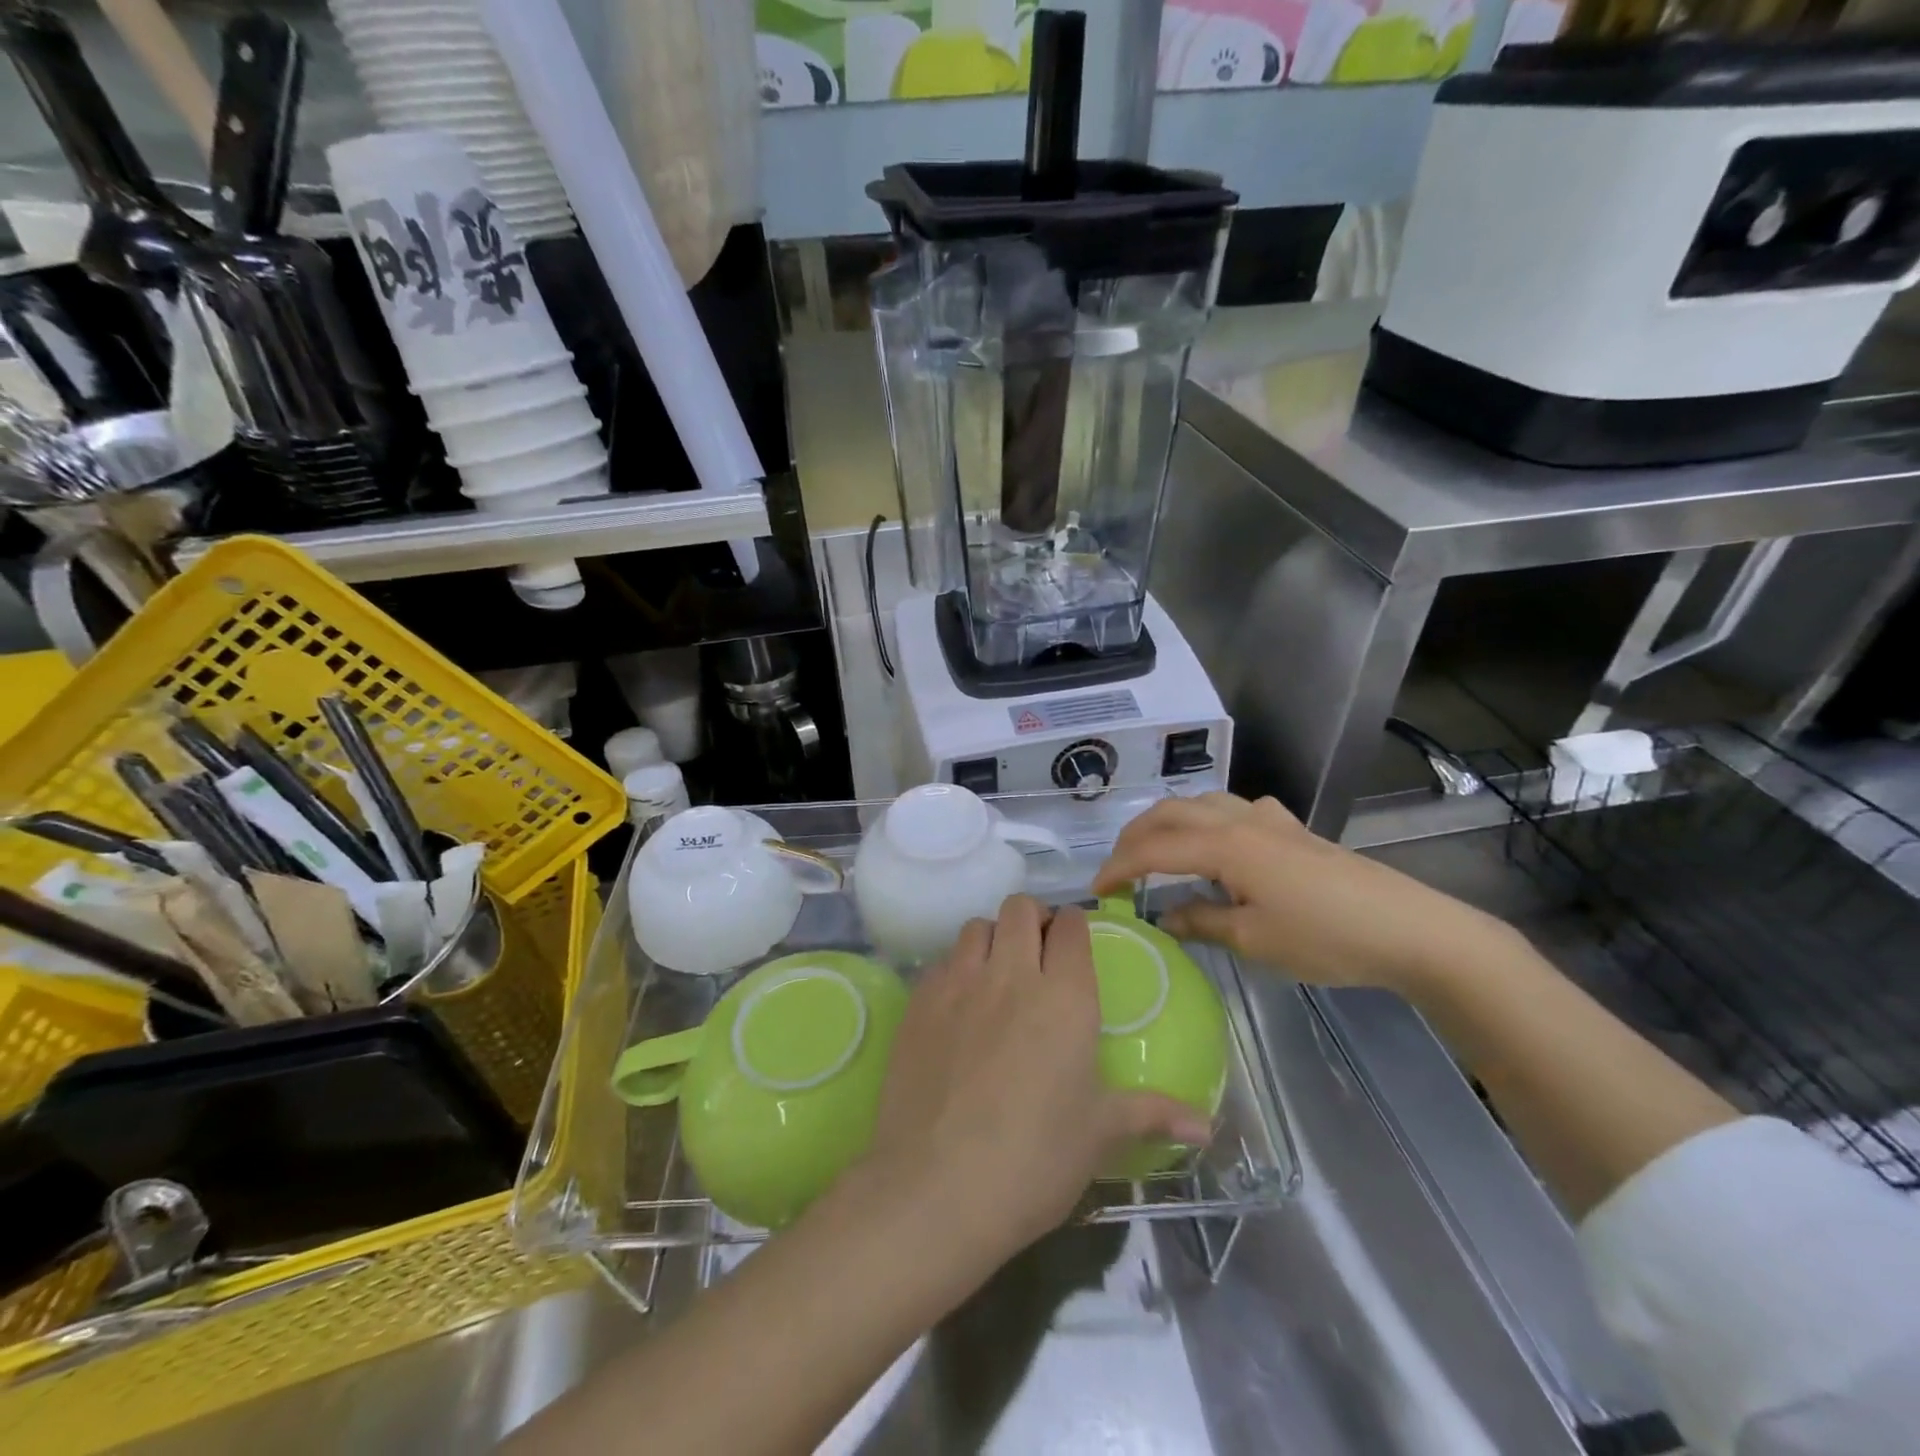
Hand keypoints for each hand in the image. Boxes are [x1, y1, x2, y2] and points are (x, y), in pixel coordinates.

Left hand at [859, 896, 1210, 1273]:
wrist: (934, 1188)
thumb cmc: (1032, 1161)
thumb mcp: (1098, 1136)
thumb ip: (1152, 1114)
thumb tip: (1207, 1125)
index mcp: (1065, 997)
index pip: (1072, 927)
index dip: (1075, 927)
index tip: (1075, 945)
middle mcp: (1011, 974)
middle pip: (1020, 908)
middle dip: (1033, 919)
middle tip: (1039, 953)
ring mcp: (958, 983)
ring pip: (977, 927)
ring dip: (992, 938)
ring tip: (998, 974)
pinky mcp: (918, 1002)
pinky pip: (941, 962)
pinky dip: (955, 969)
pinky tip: (958, 1007)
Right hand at [1091, 793, 1514, 991]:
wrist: (1409, 929)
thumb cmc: (1326, 937)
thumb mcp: (1254, 940)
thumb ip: (1201, 922)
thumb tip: (1165, 915)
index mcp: (1225, 846)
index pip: (1154, 850)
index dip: (1119, 868)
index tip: (1097, 891)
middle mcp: (1239, 820)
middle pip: (1170, 813)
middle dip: (1135, 836)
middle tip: (1118, 868)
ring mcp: (1269, 820)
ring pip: (1202, 803)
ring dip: (1169, 822)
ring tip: (1156, 851)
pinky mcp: (1292, 829)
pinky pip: (1235, 809)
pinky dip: (1208, 820)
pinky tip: (1220, 843)